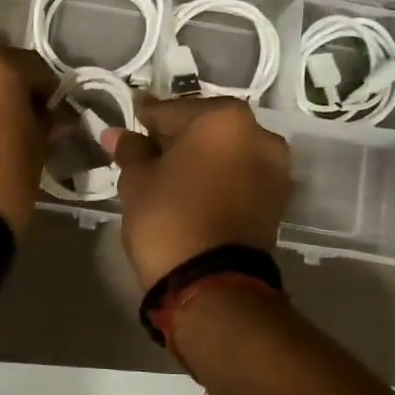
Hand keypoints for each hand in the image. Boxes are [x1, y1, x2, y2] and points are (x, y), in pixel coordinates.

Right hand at [104, 95, 292, 288]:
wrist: (213, 284)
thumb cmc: (169, 218)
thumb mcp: (138, 181)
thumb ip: (131, 150)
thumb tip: (116, 134)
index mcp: (223, 119)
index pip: (172, 111)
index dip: (147, 119)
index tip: (131, 123)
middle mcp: (258, 134)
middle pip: (206, 128)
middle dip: (178, 138)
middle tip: (148, 151)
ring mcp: (275, 168)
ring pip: (226, 152)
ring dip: (201, 158)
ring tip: (171, 175)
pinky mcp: (278, 200)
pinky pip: (240, 176)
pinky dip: (219, 178)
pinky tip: (194, 191)